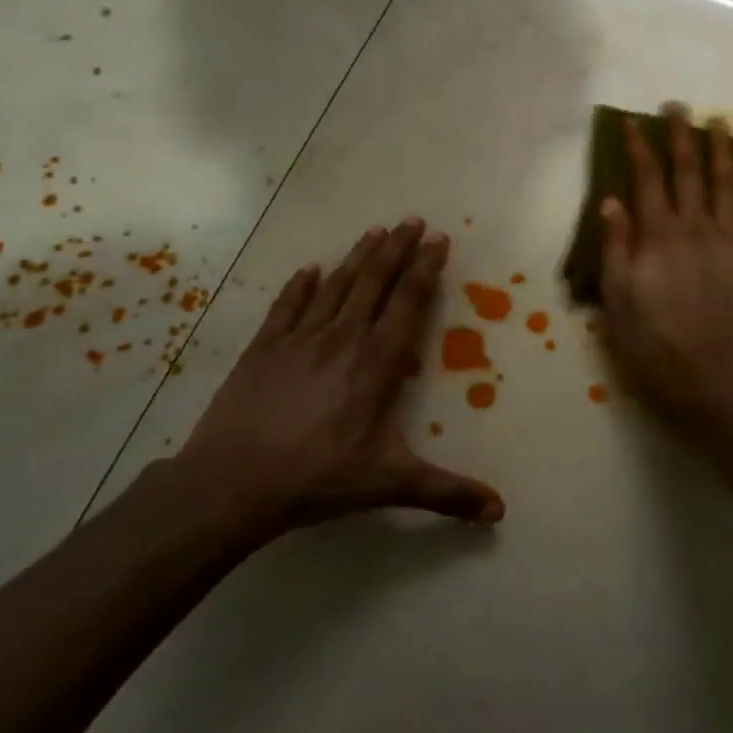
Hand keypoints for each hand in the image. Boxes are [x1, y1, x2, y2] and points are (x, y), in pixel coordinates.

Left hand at [175, 219, 504, 542]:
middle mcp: (343, 338)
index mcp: (377, 362)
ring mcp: (300, 339)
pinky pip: (288, 306)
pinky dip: (301, 285)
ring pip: (336, 286)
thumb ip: (447, 492)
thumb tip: (500, 511)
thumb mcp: (390, 484)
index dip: (425, 269)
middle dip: (397, 249)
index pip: (408, 303)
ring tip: (375, 231)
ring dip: (358, 257)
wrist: (233, 483)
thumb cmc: (318, 478)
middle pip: (375, 282)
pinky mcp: (264, 348)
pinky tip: (310, 269)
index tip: (437, 240)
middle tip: (412, 220)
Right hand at [600, 103, 732, 425]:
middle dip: (681, 136)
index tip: (633, 123)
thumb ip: (616, 248)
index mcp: (659, 236)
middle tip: (678, 107)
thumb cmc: (655, 345)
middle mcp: (696, 227)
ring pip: (728, 185)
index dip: (640, 148)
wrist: (713, 379)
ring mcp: (732, 241)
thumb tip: (613, 201)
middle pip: (688, 172)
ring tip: (719, 122)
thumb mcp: (618, 301)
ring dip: (723, 151)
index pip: (647, 180)